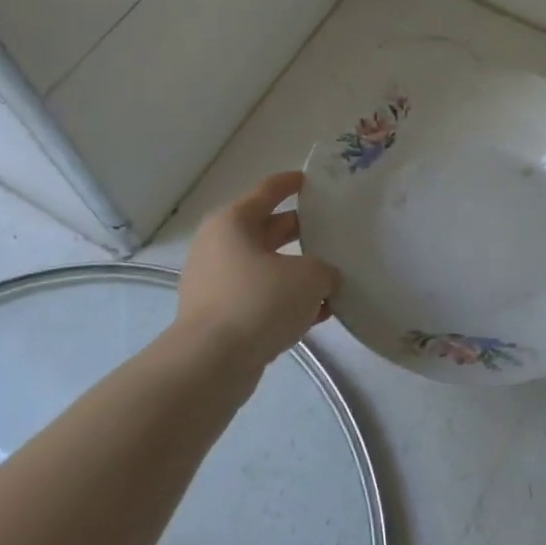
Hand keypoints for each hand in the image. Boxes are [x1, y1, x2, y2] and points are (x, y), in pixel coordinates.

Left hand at [177, 172, 340, 369]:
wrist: (211, 363)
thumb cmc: (258, 301)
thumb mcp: (308, 277)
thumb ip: (325, 269)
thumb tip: (324, 278)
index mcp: (234, 222)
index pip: (268, 191)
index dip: (292, 183)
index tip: (313, 181)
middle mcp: (220, 247)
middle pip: (268, 230)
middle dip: (302, 231)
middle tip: (334, 231)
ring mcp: (217, 283)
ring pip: (267, 267)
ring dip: (298, 271)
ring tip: (334, 277)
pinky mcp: (221, 316)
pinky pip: (261, 298)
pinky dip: (286, 301)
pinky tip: (319, 314)